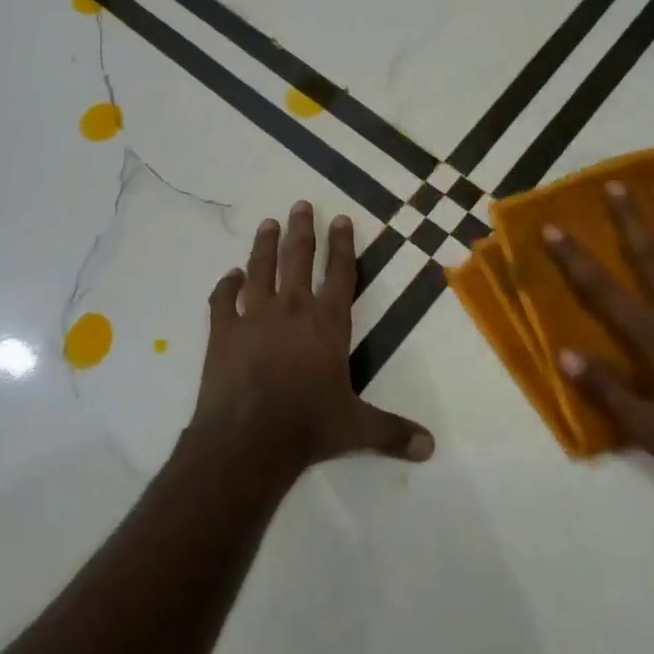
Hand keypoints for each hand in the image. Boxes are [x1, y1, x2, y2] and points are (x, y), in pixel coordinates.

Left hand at [193, 201, 434, 476]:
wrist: (247, 439)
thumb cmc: (308, 427)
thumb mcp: (357, 429)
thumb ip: (393, 433)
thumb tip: (431, 448)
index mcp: (328, 323)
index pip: (339, 274)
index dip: (342, 245)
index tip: (341, 218)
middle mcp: (292, 310)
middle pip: (298, 259)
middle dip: (302, 230)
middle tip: (300, 205)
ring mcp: (254, 317)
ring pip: (260, 269)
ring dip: (264, 245)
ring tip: (267, 223)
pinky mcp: (223, 332)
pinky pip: (223, 300)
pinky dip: (226, 286)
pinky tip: (229, 276)